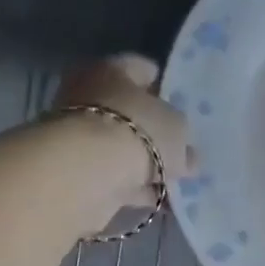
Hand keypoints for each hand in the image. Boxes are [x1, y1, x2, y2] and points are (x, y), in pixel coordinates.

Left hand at [53, 54, 193, 209]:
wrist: (86, 174)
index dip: (163, 84)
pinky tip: (157, 197)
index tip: (181, 103)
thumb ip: (182, 138)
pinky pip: (114, 175)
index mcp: (110, 70)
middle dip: (152, 128)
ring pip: (120, 146)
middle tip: (180, 144)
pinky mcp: (76, 171)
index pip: (140, 68)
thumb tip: (188, 155)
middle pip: (127, 109)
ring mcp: (78, 136)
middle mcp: (87, 96)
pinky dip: (133, 185)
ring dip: (144, 162)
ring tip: (175, 178)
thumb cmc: (136, 131)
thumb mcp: (176, 129)